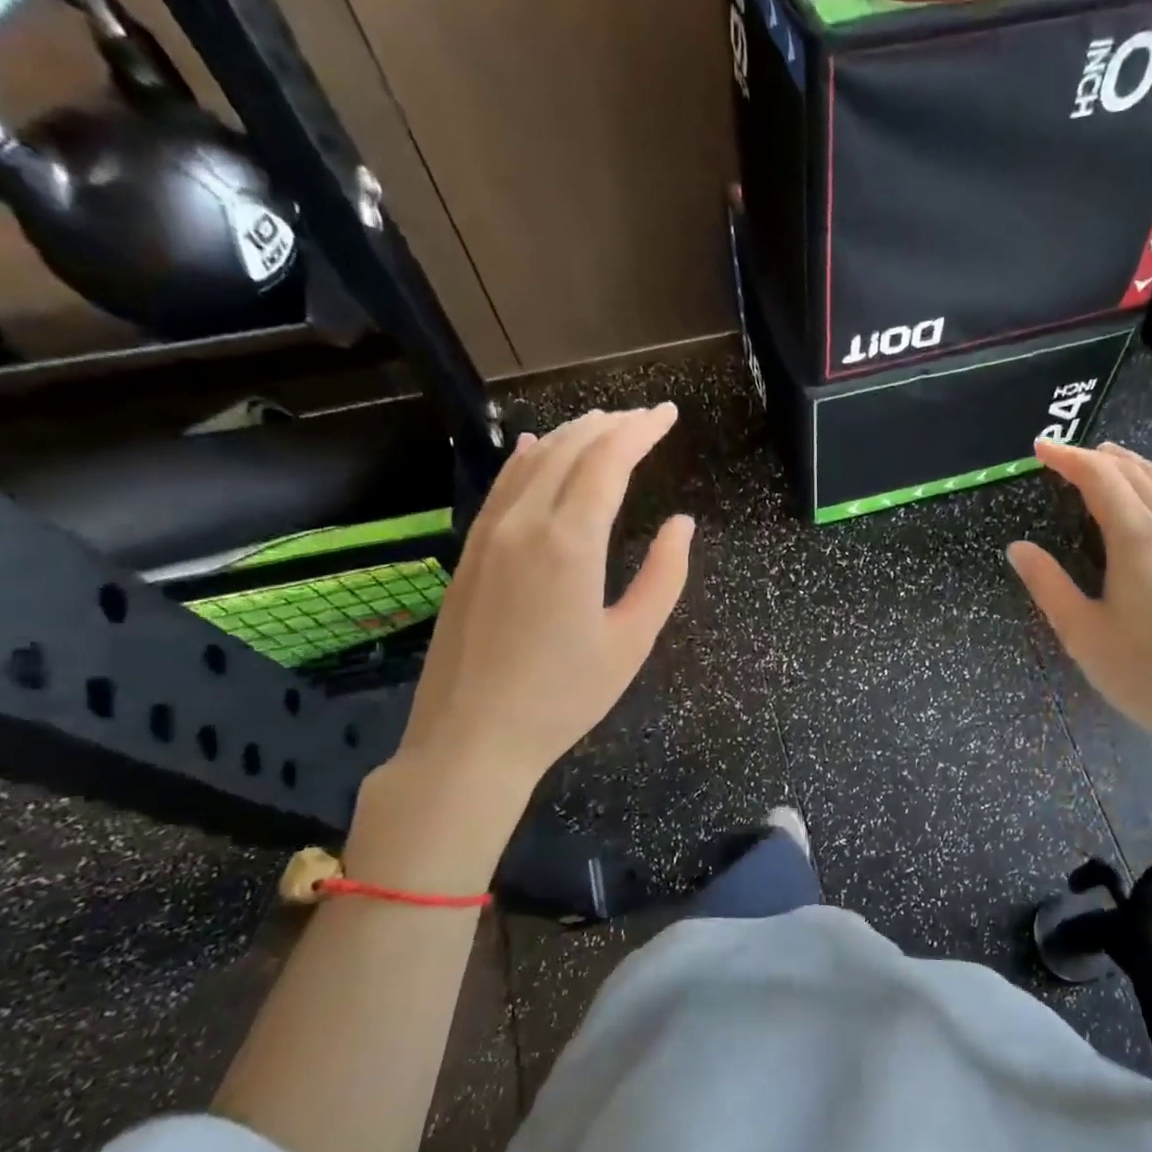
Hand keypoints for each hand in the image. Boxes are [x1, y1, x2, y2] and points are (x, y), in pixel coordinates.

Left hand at [393, 404, 693, 810]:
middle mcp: (524, 524)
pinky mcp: (469, 552)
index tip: (667, 414)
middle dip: (610, 425)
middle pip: (569, 450)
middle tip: (644, 417)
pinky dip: (527, 458)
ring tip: (603, 423)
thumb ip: (664, 576)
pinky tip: (537, 447)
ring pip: (532, 461)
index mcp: (570, 542)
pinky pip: (502, 486)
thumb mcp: (632, 641)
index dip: (640, 431)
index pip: (608, 461)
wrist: (471, 737)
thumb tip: (682, 524)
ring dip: (571, 435)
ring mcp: (489, 535)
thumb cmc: (564, 696)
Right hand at [1008, 440, 1151, 798]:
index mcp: (1138, 539)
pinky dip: (1150, 485)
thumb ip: (1047, 583)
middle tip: (1061, 454)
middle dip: (1096, 455)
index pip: (1101, 479)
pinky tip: (1140, 501)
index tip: (1039, 448)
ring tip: (1102, 459)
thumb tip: (1017, 547)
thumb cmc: (1141, 672)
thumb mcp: (1081, 631)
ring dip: (1128, 464)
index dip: (1068, 458)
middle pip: (1134, 473)